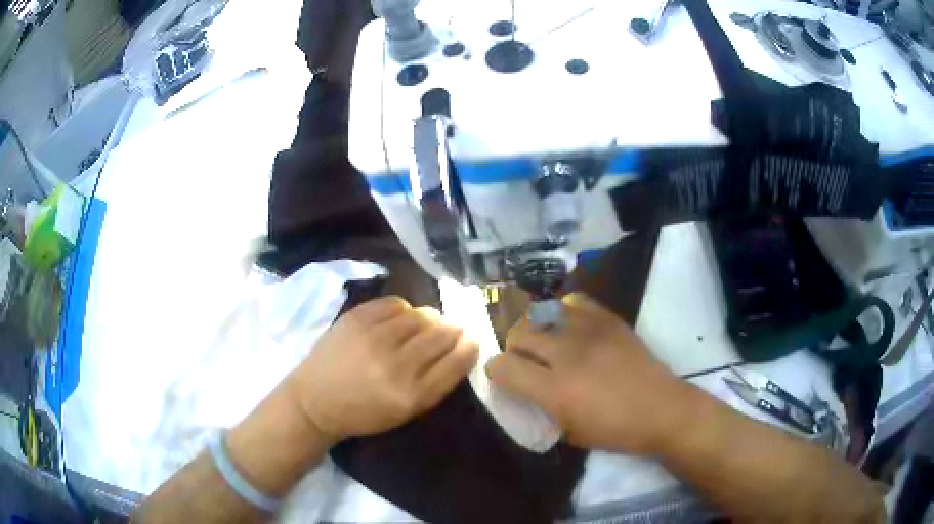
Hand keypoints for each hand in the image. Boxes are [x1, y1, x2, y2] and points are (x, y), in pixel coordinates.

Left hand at [288, 296, 477, 442]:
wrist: (314, 401)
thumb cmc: (363, 413)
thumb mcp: (406, 411)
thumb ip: (435, 382)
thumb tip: (458, 346)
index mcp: (413, 395)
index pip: (458, 360)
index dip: (470, 345)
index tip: (471, 339)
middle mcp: (398, 365)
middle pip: (443, 334)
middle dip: (454, 329)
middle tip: (452, 328)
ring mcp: (375, 338)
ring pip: (422, 315)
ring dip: (430, 318)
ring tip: (425, 324)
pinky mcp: (357, 318)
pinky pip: (396, 303)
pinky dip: (404, 309)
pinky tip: (400, 318)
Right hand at [486, 293, 691, 453]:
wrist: (662, 410)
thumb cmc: (616, 430)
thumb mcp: (570, 433)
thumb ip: (542, 408)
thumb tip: (527, 390)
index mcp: (555, 390)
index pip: (503, 367)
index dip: (495, 371)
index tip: (502, 377)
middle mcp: (566, 355)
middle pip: (519, 333)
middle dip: (514, 348)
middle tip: (525, 360)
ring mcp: (589, 332)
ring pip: (542, 313)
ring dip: (537, 328)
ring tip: (547, 340)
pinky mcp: (609, 319)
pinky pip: (574, 301)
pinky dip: (564, 311)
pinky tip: (570, 325)